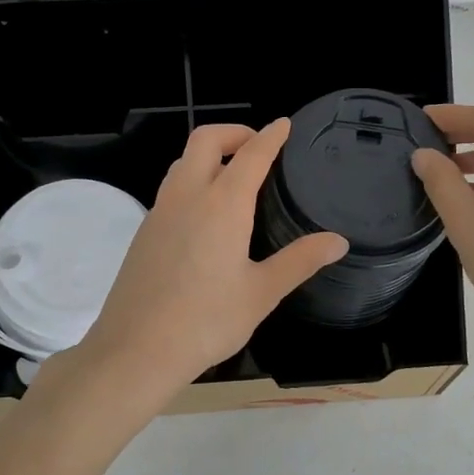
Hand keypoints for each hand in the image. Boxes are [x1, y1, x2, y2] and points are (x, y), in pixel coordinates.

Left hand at [69, 120, 347, 408]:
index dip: (270, 136)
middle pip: (205, 141)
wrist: (136, 349)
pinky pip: (171, 189)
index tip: (284, 124)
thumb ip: (299, 261)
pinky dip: (192, 181)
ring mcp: (159, 212)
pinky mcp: (143, 232)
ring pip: (182, 163)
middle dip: (233, 133)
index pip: (251, 155)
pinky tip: (205, 216)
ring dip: (208, 156)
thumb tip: (338, 241)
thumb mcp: (261, 293)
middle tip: (257, 147)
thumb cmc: (206, 321)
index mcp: (222, 205)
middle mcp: (187, 197)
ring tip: (233, 177)